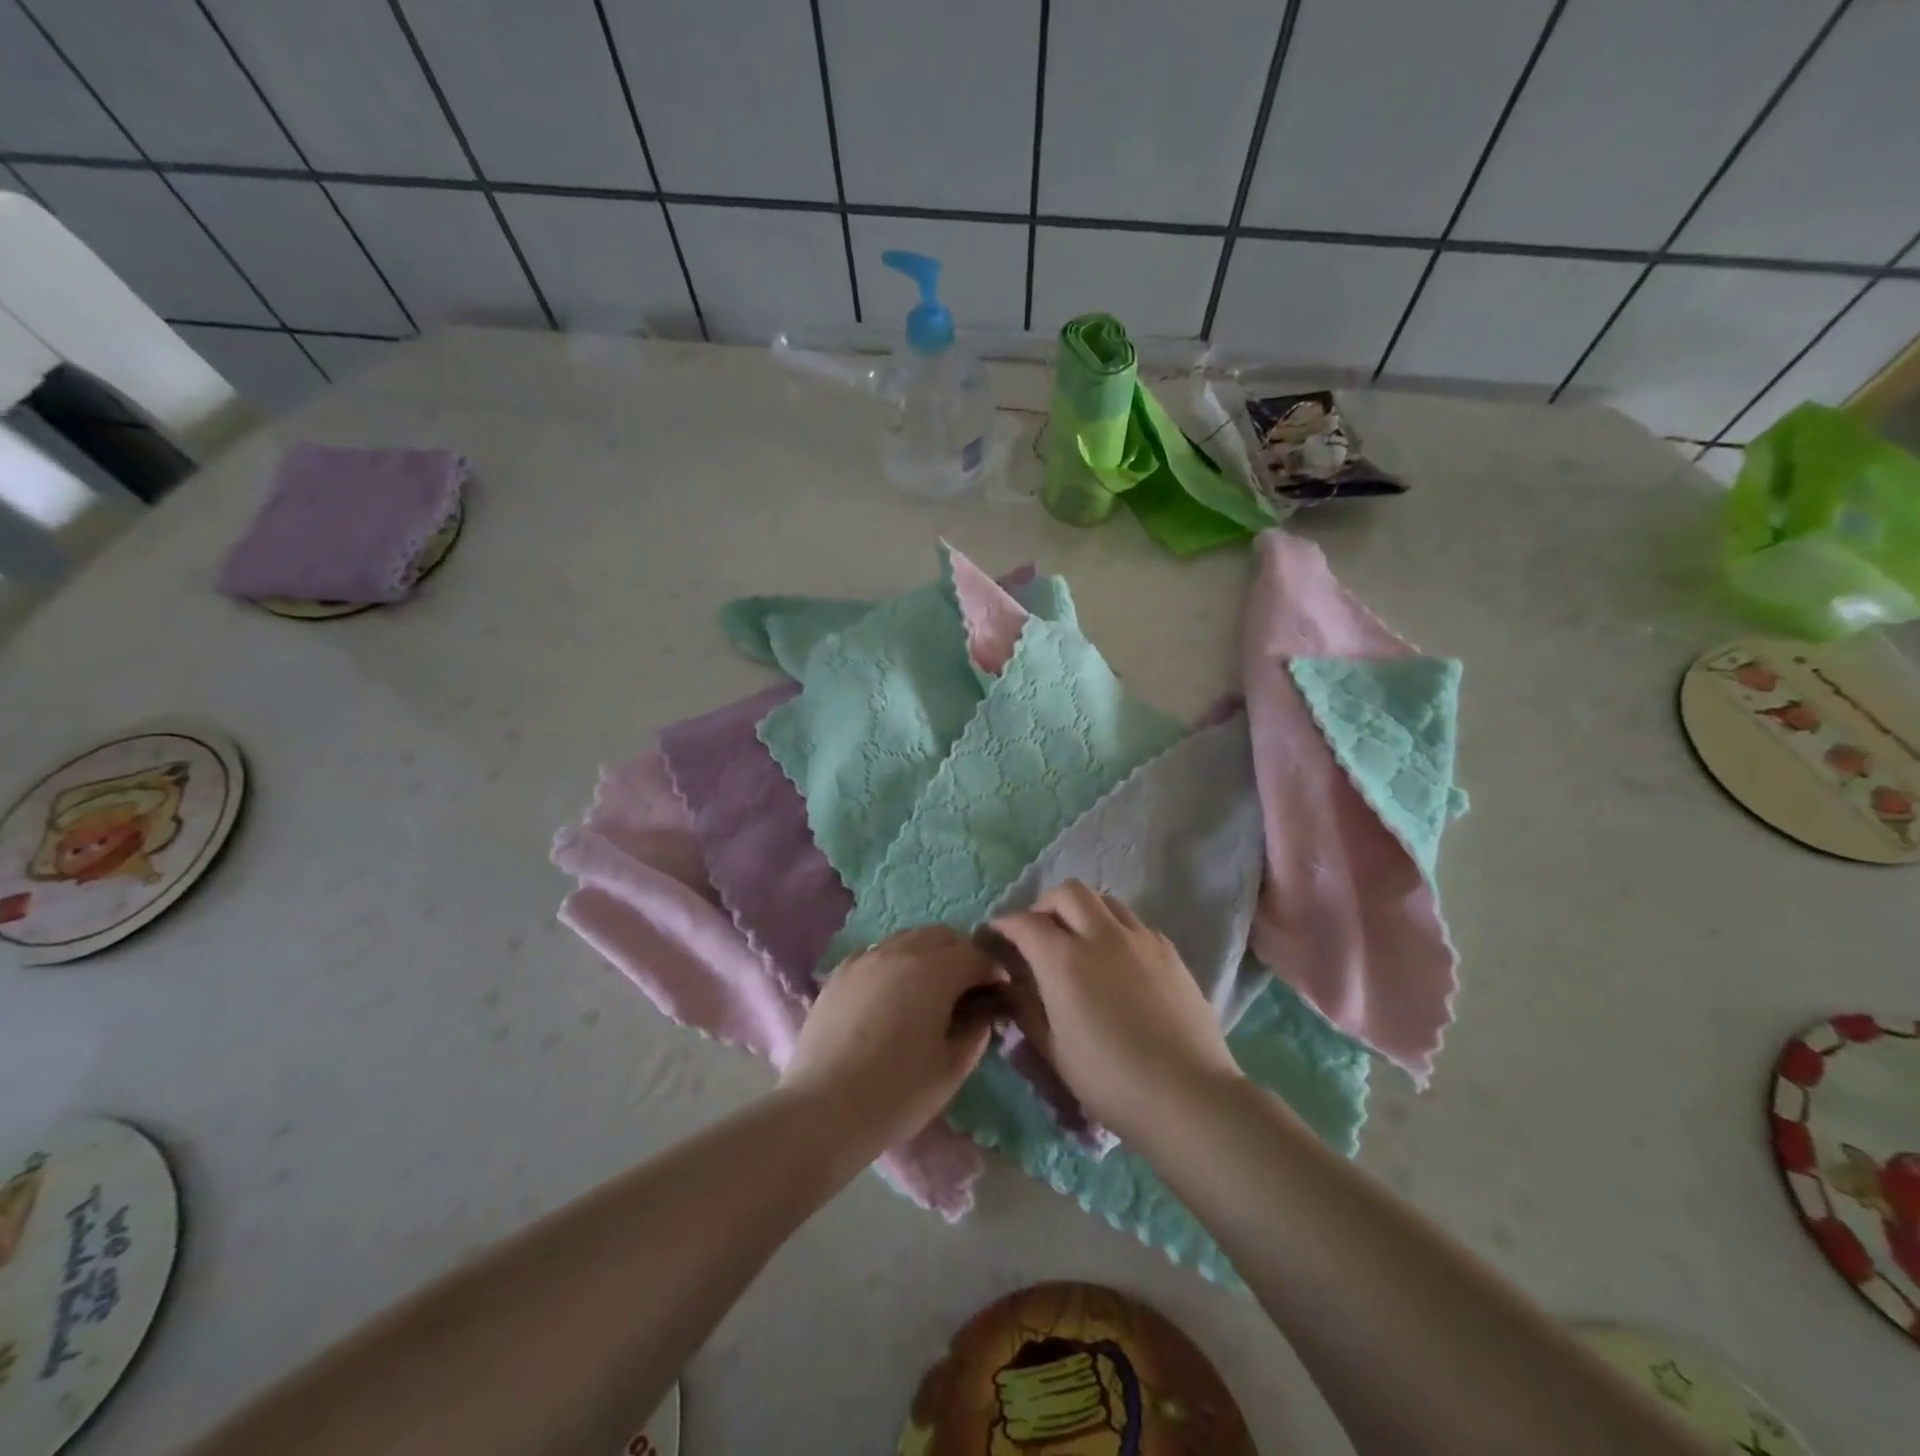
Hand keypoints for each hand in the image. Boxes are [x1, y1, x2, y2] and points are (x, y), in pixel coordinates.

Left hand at [781, 925, 1006, 1158]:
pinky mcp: (839, 974)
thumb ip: (976, 1032)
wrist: (823, 1109)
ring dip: (928, 954)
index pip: (976, 955)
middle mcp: (900, 952)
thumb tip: (982, 1013)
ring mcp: (865, 959)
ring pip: (908, 938)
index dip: (993, 972)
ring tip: (929, 991)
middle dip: (962, 955)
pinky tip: (892, 995)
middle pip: (943, 935)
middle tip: (967, 991)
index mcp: (934, 971)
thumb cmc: (897, 1093)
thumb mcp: (951, 1069)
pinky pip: (877, 953)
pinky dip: (895, 963)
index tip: (998, 996)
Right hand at [991, 881, 1240, 1145]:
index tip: (996, 934)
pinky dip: (1115, 929)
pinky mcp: (1169, 951)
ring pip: (1105, 900)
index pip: (1025, 923)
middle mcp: (1101, 936)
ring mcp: (1140, 940)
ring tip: (1079, 941)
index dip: (1005, 924)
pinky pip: (1134, 923)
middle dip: (1045, 905)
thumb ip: (1027, 1010)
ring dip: (1083, 911)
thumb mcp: (1055, 1051)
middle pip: (1068, 892)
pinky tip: (1116, 962)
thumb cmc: (1110, 1080)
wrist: (1188, 1095)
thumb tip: (1010, 986)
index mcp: (1064, 960)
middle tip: (1039, 932)